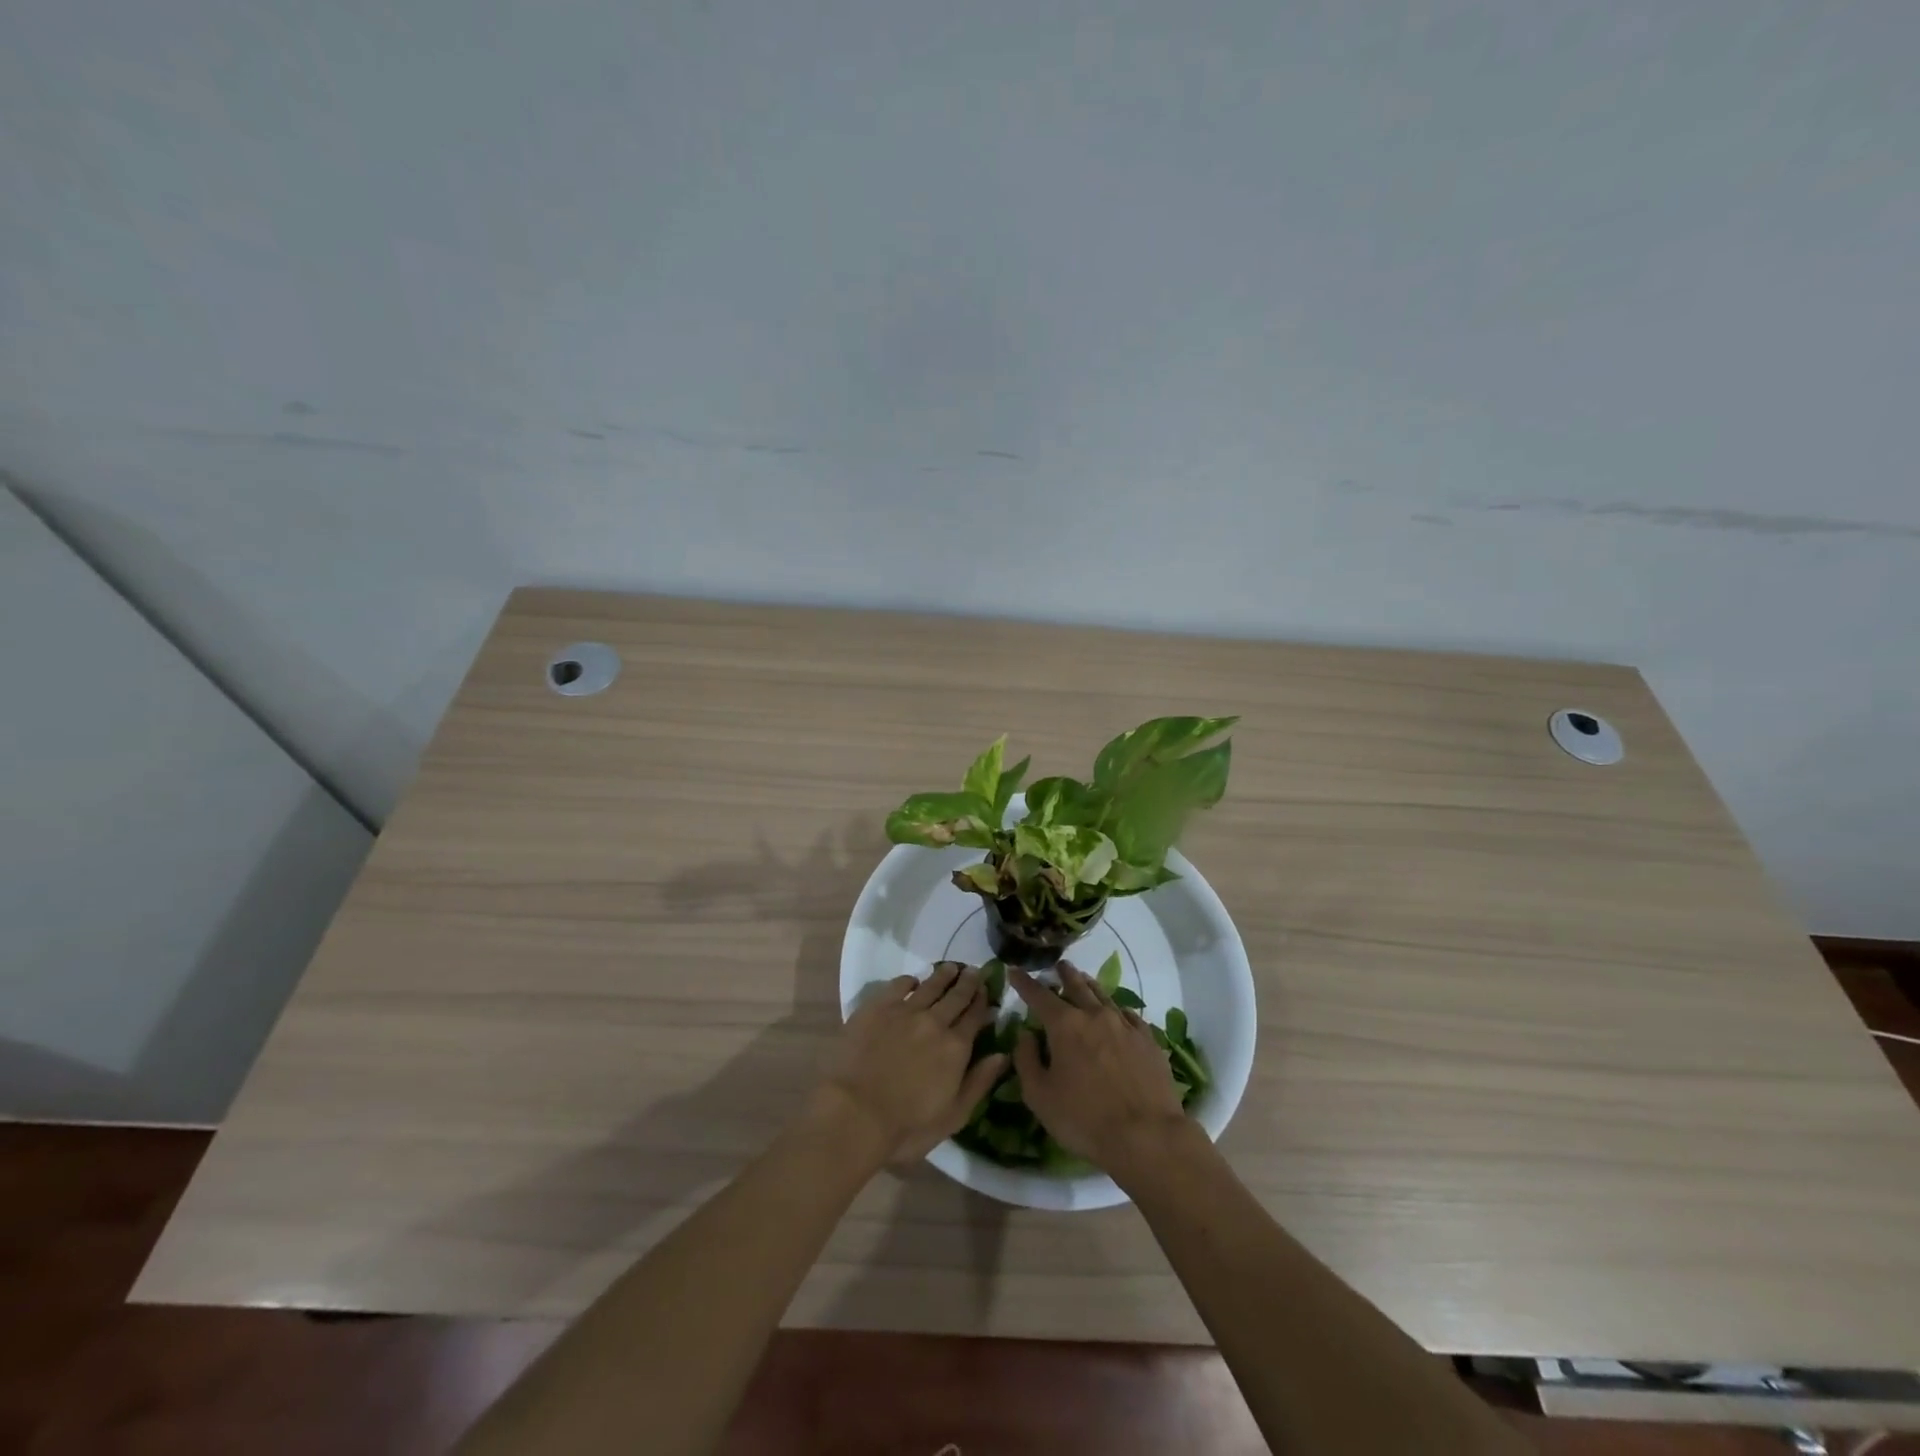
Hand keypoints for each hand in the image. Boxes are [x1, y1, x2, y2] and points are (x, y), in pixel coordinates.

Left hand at [815, 961, 1007, 1165]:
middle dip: (967, 982)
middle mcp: (934, 1022)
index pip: (974, 1017)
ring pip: (929, 986)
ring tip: (950, 967)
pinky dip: (909, 980)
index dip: (982, 1002)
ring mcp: (904, 1011)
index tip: (988, 989)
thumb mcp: (954, 1115)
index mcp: (955, 1047)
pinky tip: (912, 980)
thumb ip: (979, 1082)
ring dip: (942, 975)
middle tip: (974, 970)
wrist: (855, 1113)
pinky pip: (898, 985)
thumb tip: (1002, 1054)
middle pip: (955, 996)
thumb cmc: (907, 1126)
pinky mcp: (877, 1007)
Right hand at [1010, 961, 1191, 1183]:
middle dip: (1064, 974)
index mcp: (1064, 1026)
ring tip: (1084, 978)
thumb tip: (1026, 1035)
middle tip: (1059, 965)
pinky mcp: (1148, 1040)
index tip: (1015, 970)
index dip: (1025, 983)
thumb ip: (1027, 1061)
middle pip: (1077, 986)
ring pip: (1104, 996)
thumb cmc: (1084, 1119)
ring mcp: (1125, 1026)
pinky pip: (1130, 1016)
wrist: (1146, 1135)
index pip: (1039, 996)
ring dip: (1090, 985)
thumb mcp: (1040, 1096)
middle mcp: (1094, 1016)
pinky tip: (1119, 1012)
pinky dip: (1118, 1009)